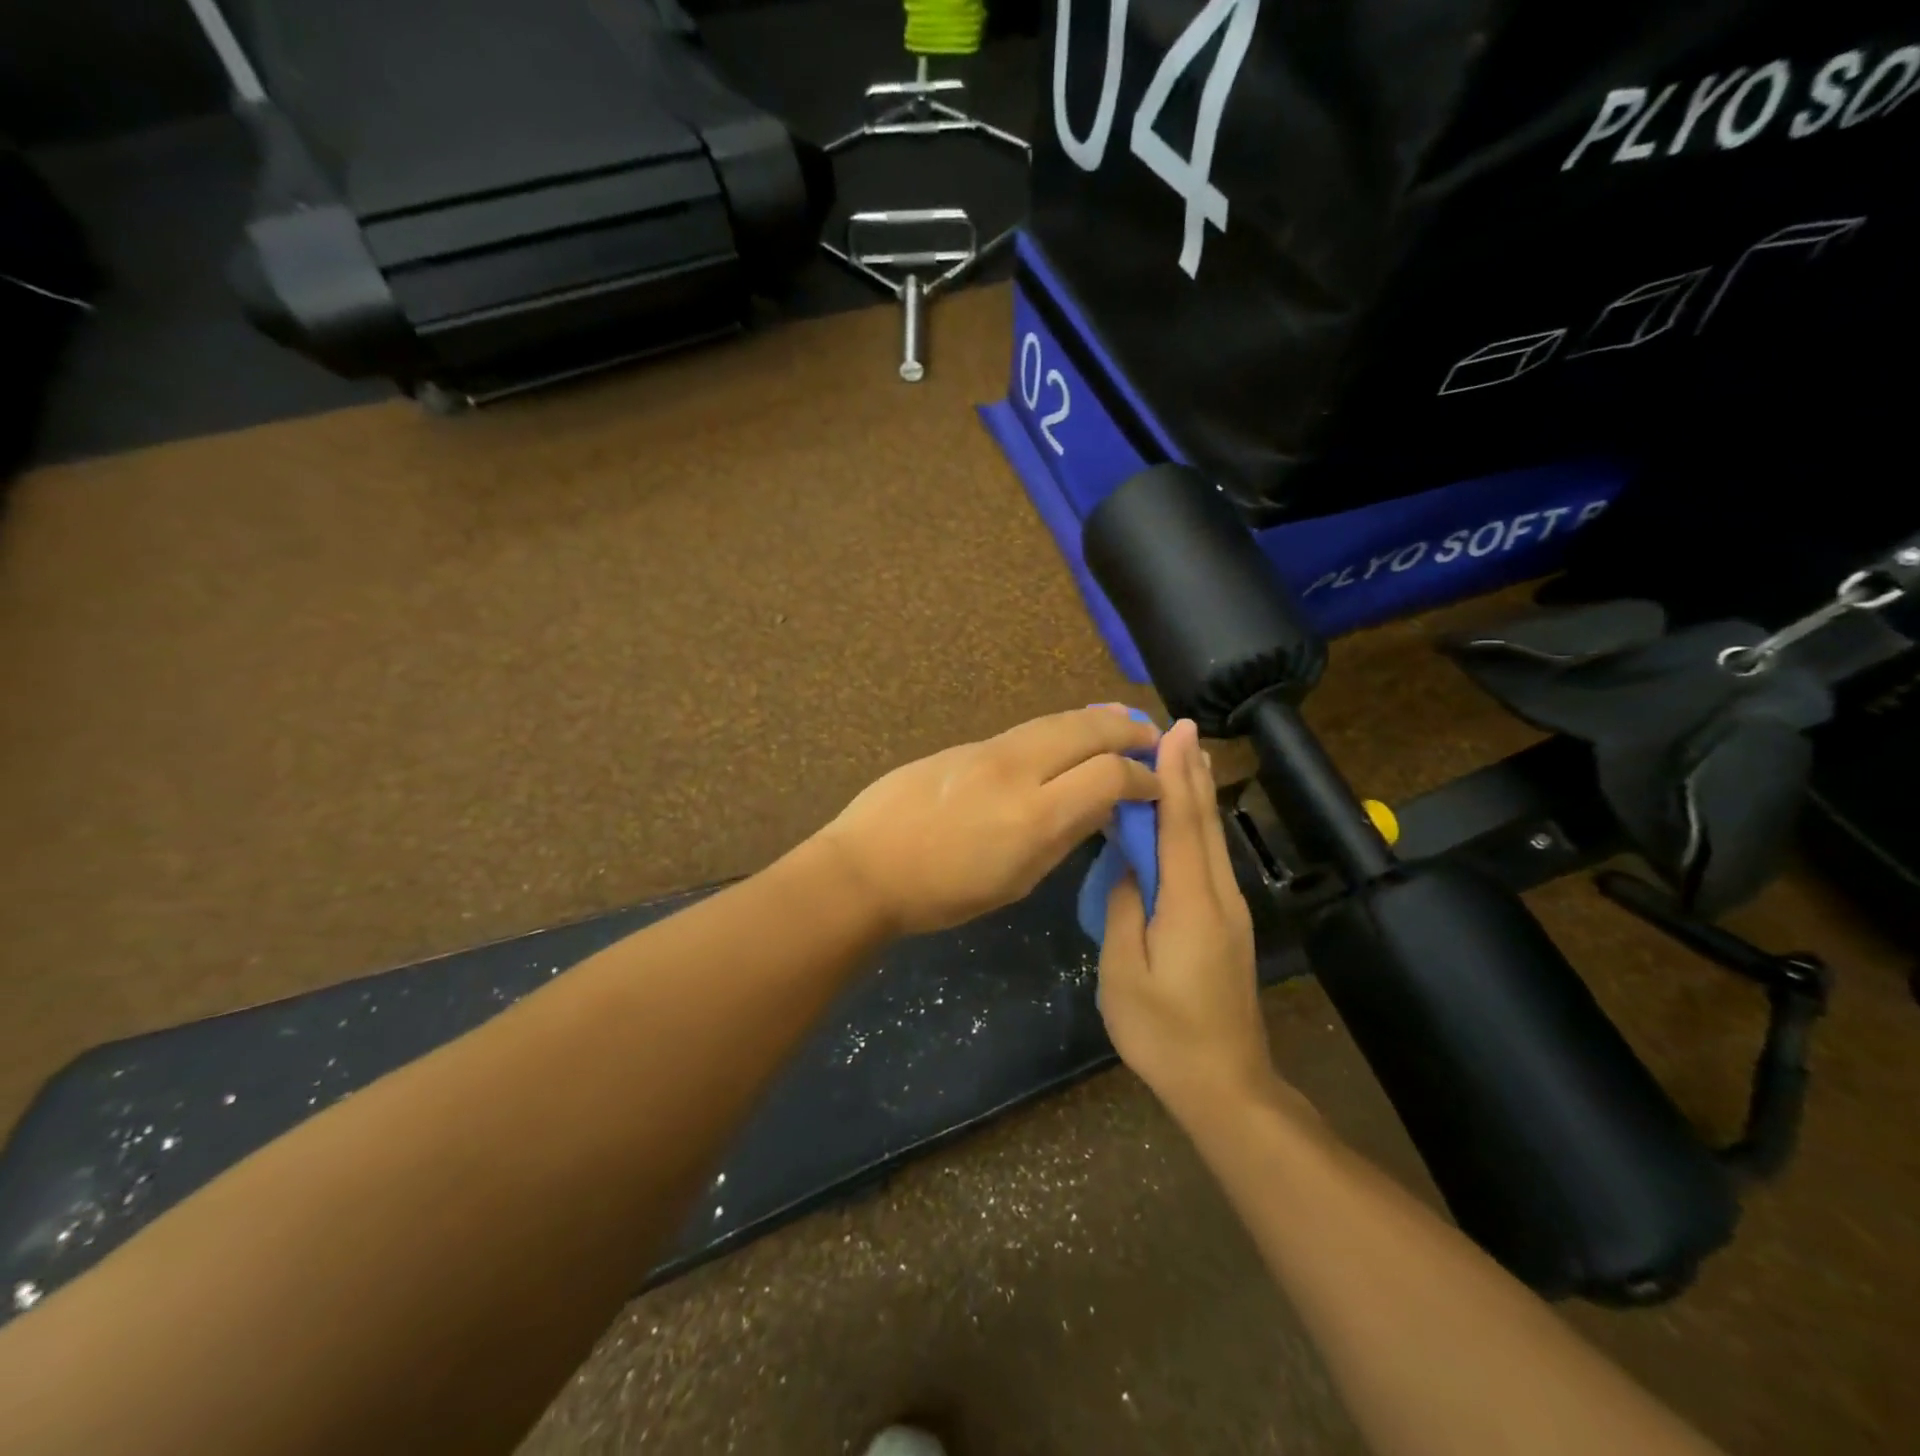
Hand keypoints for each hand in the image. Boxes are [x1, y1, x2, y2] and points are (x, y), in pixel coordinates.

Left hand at [817, 705, 1161, 936]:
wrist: (866, 866)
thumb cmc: (942, 893)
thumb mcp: (1015, 882)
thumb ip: (1062, 838)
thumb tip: (1097, 808)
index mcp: (1034, 816)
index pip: (1110, 775)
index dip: (1143, 777)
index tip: (1156, 787)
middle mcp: (1017, 770)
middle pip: (1088, 730)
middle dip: (1129, 731)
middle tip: (1153, 736)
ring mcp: (987, 750)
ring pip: (1056, 721)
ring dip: (1095, 721)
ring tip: (1119, 723)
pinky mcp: (964, 744)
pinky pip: (1025, 730)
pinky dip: (1059, 729)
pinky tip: (1065, 738)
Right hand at [1098, 719, 1276, 1117]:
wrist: (1225, 1084)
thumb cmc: (1164, 1033)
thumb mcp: (1125, 973)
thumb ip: (1125, 910)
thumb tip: (1128, 867)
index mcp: (1190, 903)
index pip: (1182, 825)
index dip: (1175, 776)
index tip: (1171, 731)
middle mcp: (1218, 896)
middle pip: (1203, 823)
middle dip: (1191, 772)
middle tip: (1180, 727)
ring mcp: (1228, 911)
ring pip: (1211, 840)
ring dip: (1197, 794)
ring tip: (1186, 756)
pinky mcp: (1227, 925)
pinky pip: (1209, 860)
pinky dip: (1197, 826)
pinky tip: (1188, 818)